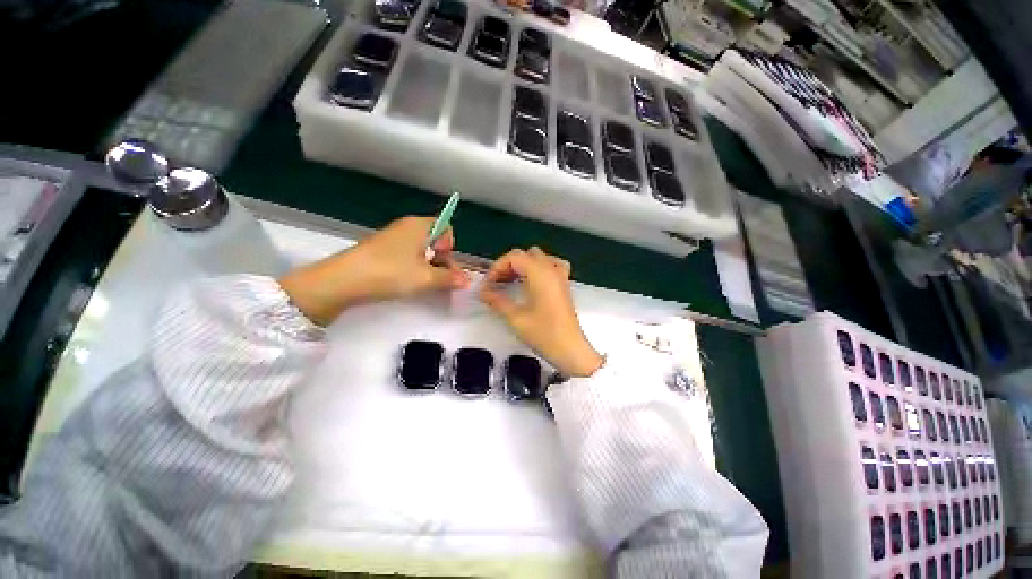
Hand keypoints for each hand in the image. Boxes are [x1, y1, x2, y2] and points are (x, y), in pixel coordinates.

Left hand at [279, 216, 469, 325]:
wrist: (343, 281)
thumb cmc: (391, 273)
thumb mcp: (426, 278)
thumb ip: (449, 278)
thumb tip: (467, 281)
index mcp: (420, 225)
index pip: (446, 228)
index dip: (450, 246)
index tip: (444, 262)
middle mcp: (407, 227)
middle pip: (435, 240)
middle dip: (443, 260)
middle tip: (442, 281)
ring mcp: (392, 239)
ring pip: (421, 250)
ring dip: (429, 267)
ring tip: (427, 285)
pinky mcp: (381, 251)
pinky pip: (407, 256)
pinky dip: (414, 268)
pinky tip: (410, 283)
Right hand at [480, 247, 602, 377]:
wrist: (570, 350)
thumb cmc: (544, 334)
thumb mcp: (516, 318)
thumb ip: (497, 301)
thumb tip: (481, 292)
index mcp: (540, 273)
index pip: (514, 257)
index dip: (497, 267)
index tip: (488, 285)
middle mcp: (552, 269)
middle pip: (526, 254)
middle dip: (509, 265)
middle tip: (497, 283)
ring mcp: (560, 276)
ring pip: (539, 258)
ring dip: (523, 265)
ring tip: (512, 281)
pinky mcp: (564, 285)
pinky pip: (552, 265)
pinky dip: (539, 268)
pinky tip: (533, 282)